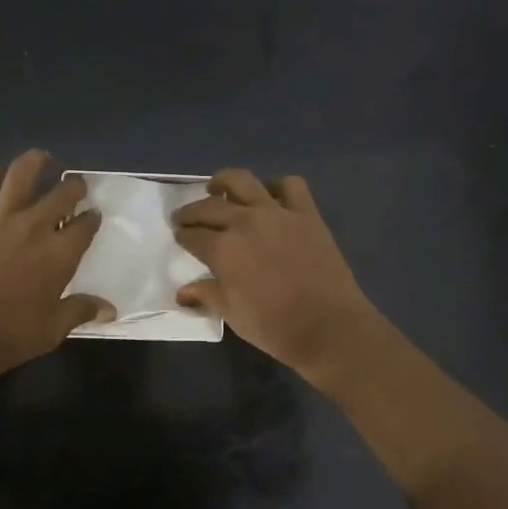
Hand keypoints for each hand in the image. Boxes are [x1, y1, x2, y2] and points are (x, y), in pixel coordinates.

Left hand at [0, 150, 113, 388]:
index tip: (93, 216)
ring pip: (20, 175)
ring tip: (43, 159)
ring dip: (35, 162)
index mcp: (60, 254)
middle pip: (61, 194)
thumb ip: (81, 311)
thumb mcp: (54, 329)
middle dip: (74, 188)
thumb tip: (110, 310)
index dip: (92, 218)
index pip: (85, 225)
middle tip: (76, 188)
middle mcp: (34, 227)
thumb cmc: (11, 336)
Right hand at [172, 169, 383, 383]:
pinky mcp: (307, 213)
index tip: (179, 236)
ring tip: (217, 187)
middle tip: (185, 217)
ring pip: (243, 181)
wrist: (328, 327)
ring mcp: (277, 213)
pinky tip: (270, 197)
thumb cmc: (274, 327)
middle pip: (209, 207)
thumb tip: (182, 292)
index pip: (192, 236)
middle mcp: (245, 222)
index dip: (182, 236)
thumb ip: (206, 295)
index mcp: (222, 249)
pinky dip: (277, 187)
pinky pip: (290, 186)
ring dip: (224, 182)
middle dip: (191, 212)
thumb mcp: (232, 314)